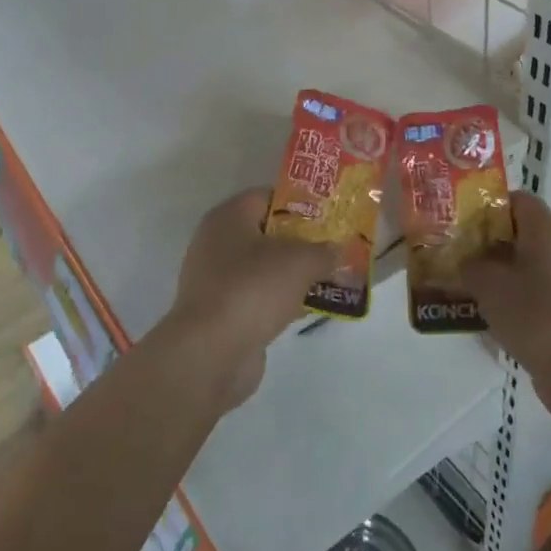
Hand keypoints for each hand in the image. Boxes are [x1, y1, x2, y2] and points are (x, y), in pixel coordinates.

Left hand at [158, 189, 330, 412]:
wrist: (211, 353)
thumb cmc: (253, 288)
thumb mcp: (300, 261)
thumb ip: (324, 252)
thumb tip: (339, 250)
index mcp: (229, 217)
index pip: (268, 197)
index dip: (301, 203)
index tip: (330, 214)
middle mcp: (217, 243)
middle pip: (267, 233)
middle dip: (302, 241)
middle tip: (335, 246)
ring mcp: (217, 280)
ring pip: (265, 268)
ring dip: (295, 274)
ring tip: (331, 277)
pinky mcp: (222, 314)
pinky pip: (259, 297)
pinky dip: (282, 300)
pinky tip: (310, 307)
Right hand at [465, 192, 550, 425]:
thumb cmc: (534, 313)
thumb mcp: (489, 284)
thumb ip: (468, 266)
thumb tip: (460, 263)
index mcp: (543, 230)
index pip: (515, 199)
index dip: (486, 202)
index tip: (458, 214)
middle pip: (513, 232)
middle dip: (480, 239)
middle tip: (447, 247)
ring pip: (515, 265)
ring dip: (487, 271)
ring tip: (452, 279)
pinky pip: (522, 293)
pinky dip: (500, 297)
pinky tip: (473, 310)